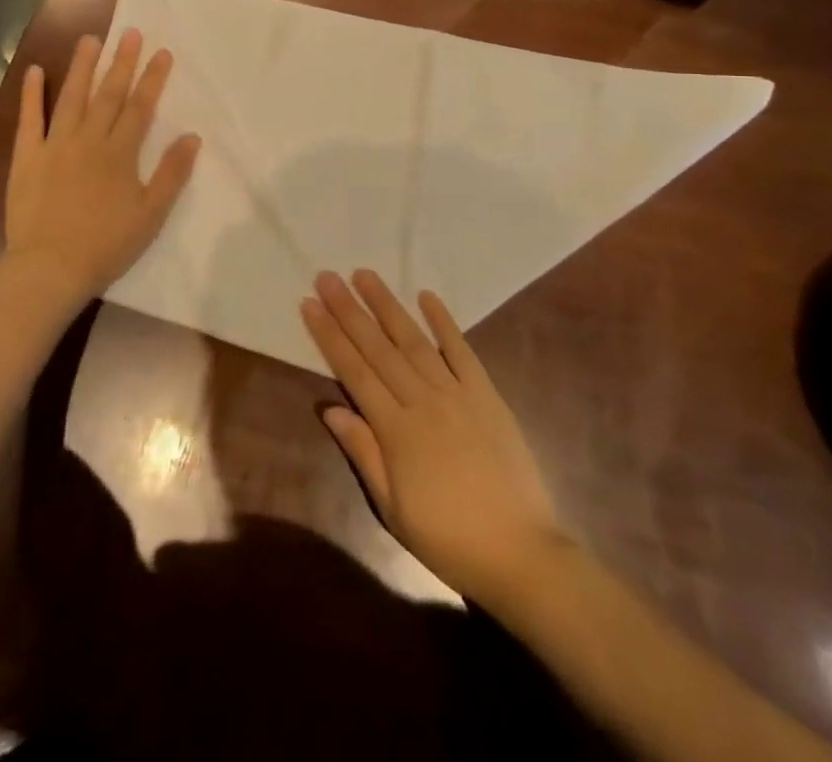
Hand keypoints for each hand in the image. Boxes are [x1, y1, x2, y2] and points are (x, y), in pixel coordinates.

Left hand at [2, 30, 201, 313]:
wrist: (50, 267)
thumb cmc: (106, 245)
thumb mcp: (150, 214)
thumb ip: (171, 174)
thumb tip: (192, 137)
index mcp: (119, 153)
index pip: (140, 107)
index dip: (152, 79)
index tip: (161, 52)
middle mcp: (88, 140)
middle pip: (108, 94)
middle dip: (122, 62)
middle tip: (130, 33)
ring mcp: (55, 145)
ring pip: (71, 97)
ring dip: (82, 67)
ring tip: (90, 39)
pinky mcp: (27, 156)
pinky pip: (29, 119)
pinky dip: (32, 94)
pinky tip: (35, 71)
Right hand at [302, 270, 564, 604]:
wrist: (521, 555)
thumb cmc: (448, 538)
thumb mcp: (393, 508)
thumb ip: (363, 452)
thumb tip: (329, 408)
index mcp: (396, 430)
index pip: (354, 371)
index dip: (330, 336)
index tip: (310, 304)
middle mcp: (423, 401)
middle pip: (379, 348)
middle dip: (349, 310)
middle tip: (327, 277)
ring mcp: (457, 394)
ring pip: (414, 340)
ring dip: (387, 306)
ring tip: (365, 275)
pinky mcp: (487, 395)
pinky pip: (462, 351)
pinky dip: (444, 322)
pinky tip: (426, 296)